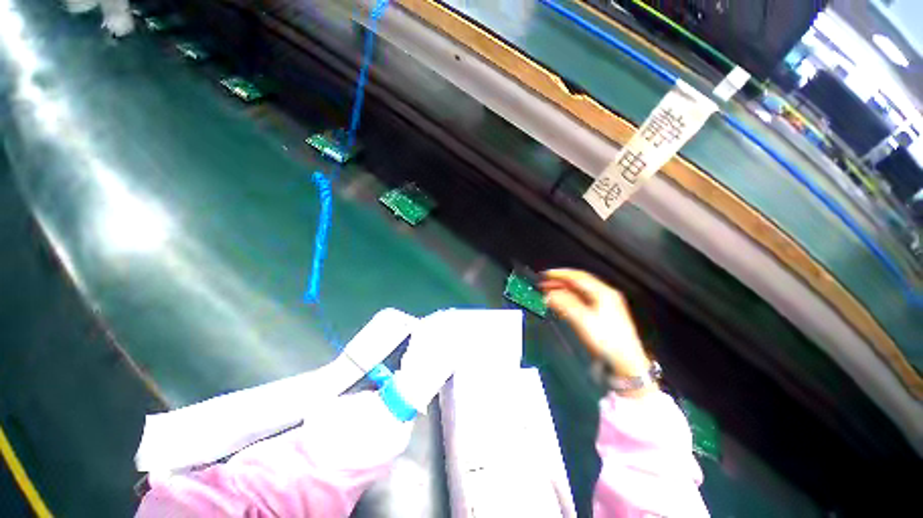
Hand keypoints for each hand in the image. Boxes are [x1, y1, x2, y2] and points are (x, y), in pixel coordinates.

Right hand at [540, 269, 651, 379]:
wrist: (625, 363)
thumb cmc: (608, 341)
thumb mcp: (583, 320)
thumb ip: (564, 304)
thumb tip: (549, 295)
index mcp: (604, 293)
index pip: (578, 276)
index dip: (560, 274)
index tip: (545, 274)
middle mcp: (606, 295)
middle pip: (579, 283)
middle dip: (560, 282)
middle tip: (544, 285)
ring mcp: (606, 305)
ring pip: (580, 292)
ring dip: (563, 291)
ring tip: (550, 293)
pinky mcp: (603, 315)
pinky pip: (582, 301)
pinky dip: (569, 299)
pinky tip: (562, 304)